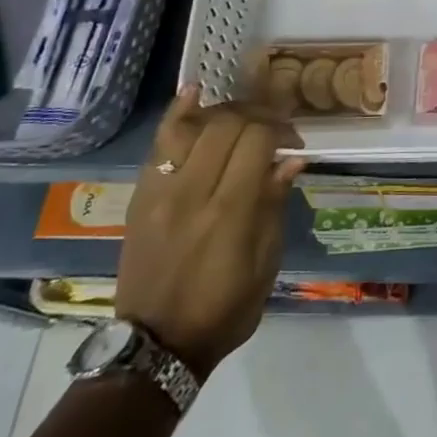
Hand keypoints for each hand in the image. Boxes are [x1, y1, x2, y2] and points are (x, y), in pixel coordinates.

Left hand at [115, 89, 306, 376]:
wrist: (155, 345)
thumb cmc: (224, 310)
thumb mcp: (265, 265)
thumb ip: (274, 206)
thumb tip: (292, 159)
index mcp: (229, 212)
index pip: (257, 141)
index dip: (281, 130)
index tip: (295, 142)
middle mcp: (192, 192)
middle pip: (227, 125)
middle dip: (259, 115)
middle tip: (275, 127)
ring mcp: (160, 191)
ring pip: (193, 126)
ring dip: (225, 111)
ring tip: (244, 114)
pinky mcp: (141, 196)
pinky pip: (158, 144)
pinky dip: (178, 114)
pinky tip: (196, 92)